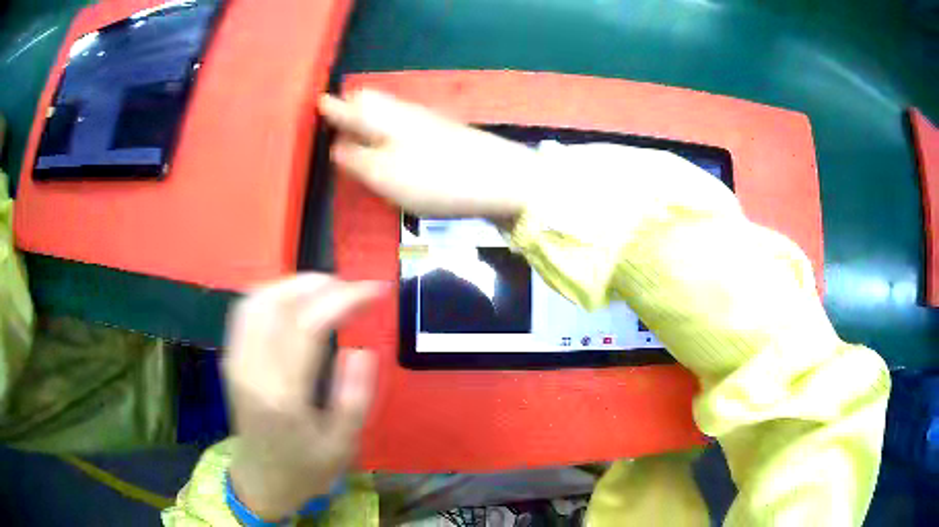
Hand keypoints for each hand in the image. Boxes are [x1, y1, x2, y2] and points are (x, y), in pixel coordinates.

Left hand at [224, 274, 383, 519]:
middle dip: (318, 284)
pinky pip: (245, 311)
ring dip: (293, 284)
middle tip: (352, 290)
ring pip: (256, 300)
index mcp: (283, 395)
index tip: (375, 291)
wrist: (261, 481)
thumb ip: (354, 398)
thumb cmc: (305, 469)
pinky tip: (293, 300)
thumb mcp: (342, 446)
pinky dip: (272, 293)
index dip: (344, 299)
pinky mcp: (231, 359)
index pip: (309, 326)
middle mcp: (252, 370)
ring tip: (327, 290)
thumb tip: (362, 350)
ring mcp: (236, 362)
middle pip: (277, 303)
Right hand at [319, 90, 536, 217]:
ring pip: (389, 112)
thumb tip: (336, 146)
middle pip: (372, 102)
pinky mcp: (444, 136)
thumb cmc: (435, 178)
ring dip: (371, 118)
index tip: (317, 106)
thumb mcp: (383, 175)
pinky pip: (405, 125)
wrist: (500, 178)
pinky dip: (390, 130)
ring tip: (357, 130)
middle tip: (336, 119)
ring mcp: (427, 122)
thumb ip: (355, 160)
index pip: (349, 106)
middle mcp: (403, 113)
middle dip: (352, 107)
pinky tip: (391, 144)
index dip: (332, 109)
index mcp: (382, 119)